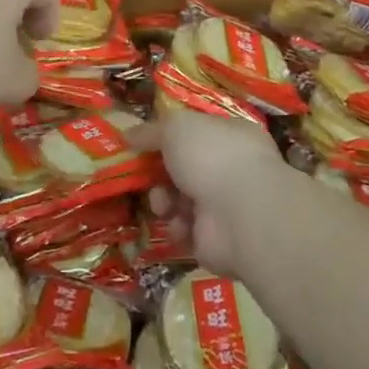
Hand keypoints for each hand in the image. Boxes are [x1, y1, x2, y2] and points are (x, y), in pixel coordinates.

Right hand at [145, 108, 291, 276]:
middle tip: (145, 177)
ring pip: (180, 200)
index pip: (197, 134)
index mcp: (231, 135)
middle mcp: (232, 169)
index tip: (142, 145)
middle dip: (160, 174)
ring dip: (164, 201)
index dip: (168, 138)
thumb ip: (151, 131)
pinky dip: (178, 228)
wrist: (240, 213)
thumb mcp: (175, 127)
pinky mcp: (217, 240)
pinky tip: (181, 225)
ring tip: (163, 203)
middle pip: (185, 169)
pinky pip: (186, 231)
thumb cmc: (211, 156)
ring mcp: (227, 206)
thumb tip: (129, 135)